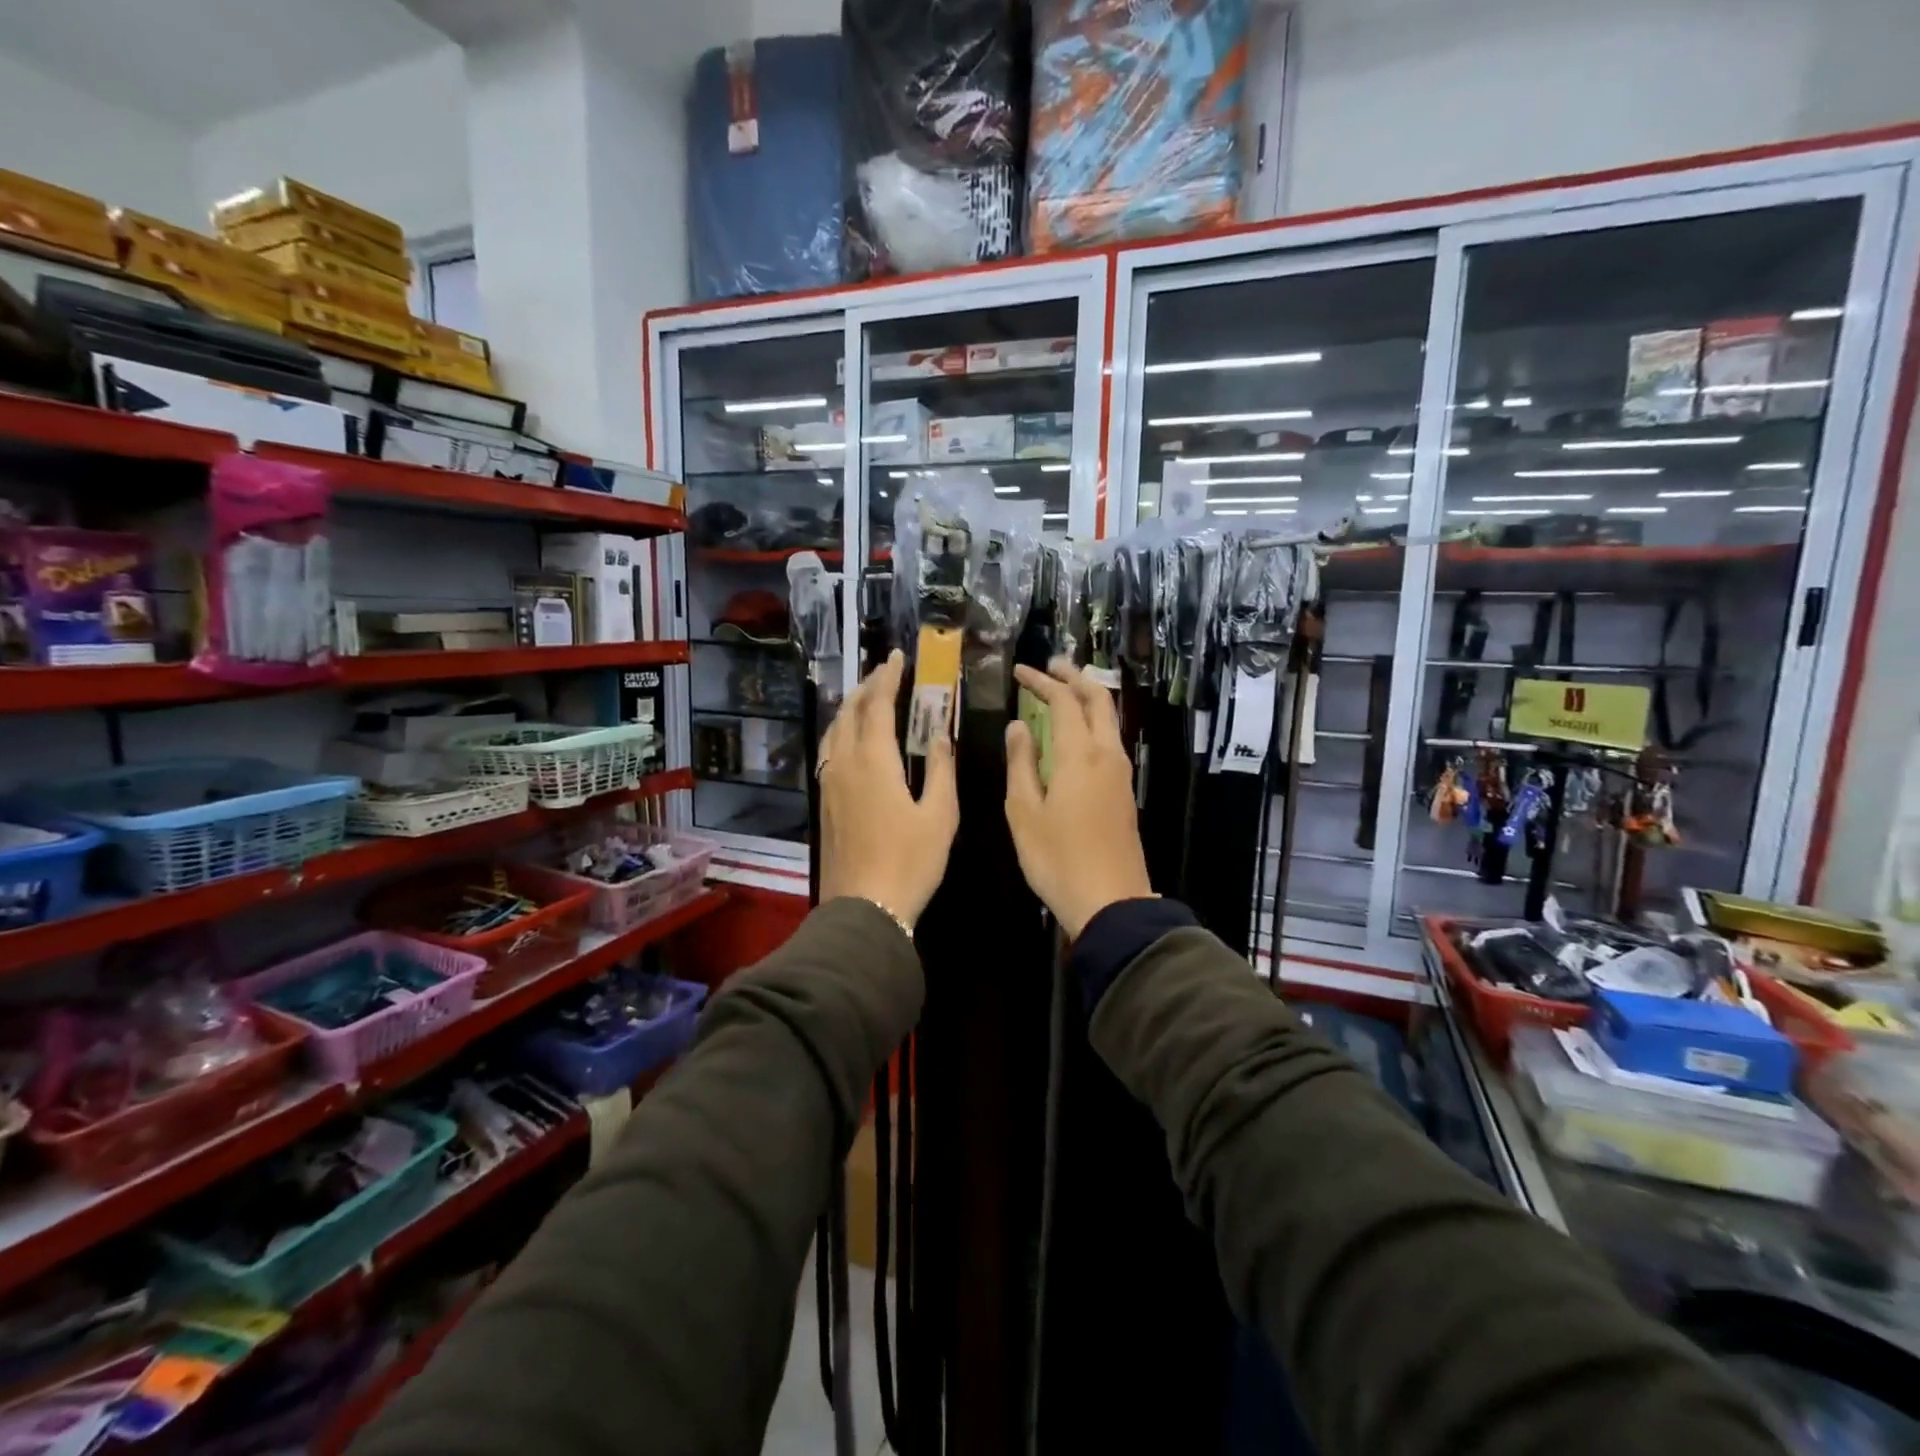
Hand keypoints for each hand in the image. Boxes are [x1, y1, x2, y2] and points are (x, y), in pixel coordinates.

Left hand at [819, 649, 957, 929]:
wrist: (865, 907)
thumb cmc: (910, 861)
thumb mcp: (940, 816)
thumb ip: (942, 770)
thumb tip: (942, 735)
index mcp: (874, 761)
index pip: (877, 705)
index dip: (888, 678)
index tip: (897, 657)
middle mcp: (844, 764)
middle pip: (849, 712)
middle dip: (866, 687)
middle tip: (884, 672)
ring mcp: (829, 783)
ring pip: (833, 731)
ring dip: (849, 708)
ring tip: (866, 698)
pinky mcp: (824, 802)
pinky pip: (828, 752)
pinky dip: (840, 732)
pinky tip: (850, 741)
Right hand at [1005, 658, 1153, 937]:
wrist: (1111, 901)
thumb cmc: (1057, 858)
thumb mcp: (1024, 811)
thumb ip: (1021, 763)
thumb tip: (1018, 727)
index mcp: (1080, 755)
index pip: (1063, 702)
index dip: (1042, 682)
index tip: (1020, 671)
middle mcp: (1107, 755)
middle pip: (1098, 700)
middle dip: (1074, 678)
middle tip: (1051, 666)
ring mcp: (1121, 773)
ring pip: (1109, 720)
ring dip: (1088, 698)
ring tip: (1063, 691)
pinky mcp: (1125, 791)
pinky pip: (1110, 740)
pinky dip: (1093, 722)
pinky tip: (1076, 733)